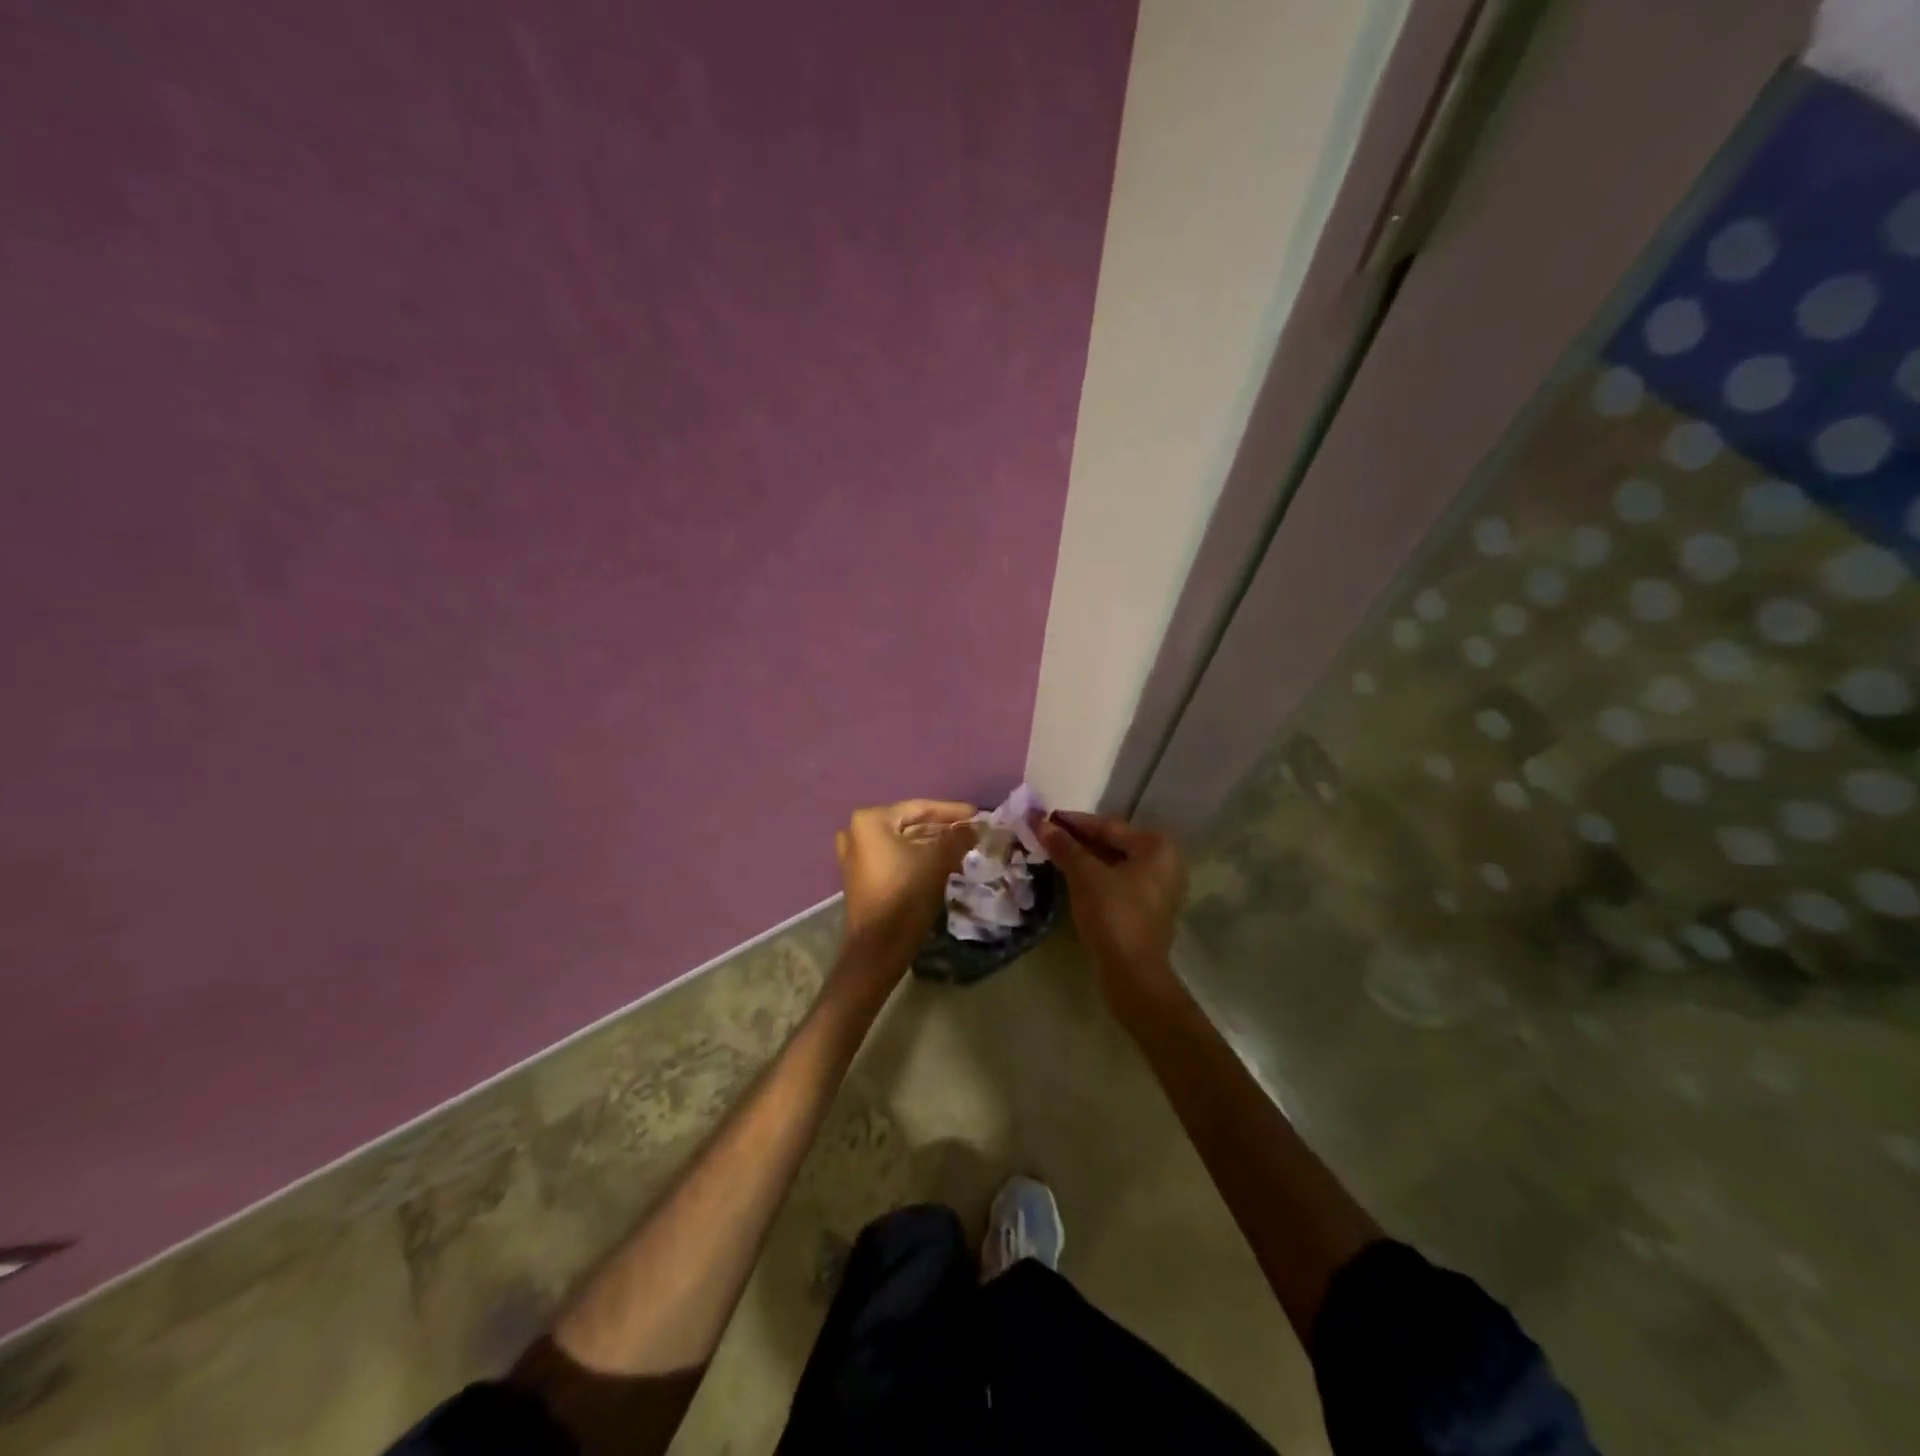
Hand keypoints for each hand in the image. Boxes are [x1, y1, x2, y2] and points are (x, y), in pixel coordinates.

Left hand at [835, 799, 976, 964]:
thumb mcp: (938, 860)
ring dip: (931, 844)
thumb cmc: (906, 894)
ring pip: (902, 842)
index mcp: (870, 820)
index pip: (918, 808)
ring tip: (962, 846)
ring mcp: (854, 856)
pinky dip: (916, 857)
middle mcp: (856, 832)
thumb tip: (973, 826)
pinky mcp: (860, 877)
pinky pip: (893, 858)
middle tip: (971, 831)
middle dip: (941, 828)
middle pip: (909, 824)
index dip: (950, 811)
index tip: (976, 815)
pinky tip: (941, 862)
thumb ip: (958, 837)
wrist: (879, 947)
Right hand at [1034, 811, 1185, 992]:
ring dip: (1084, 859)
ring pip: (1114, 864)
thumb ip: (1063, 846)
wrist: (1132, 973)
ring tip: (1053, 853)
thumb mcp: (1084, 875)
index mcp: (1156, 847)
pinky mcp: (1148, 909)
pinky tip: (1071, 877)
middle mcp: (1164, 862)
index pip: (1108, 826)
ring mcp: (1158, 888)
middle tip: (1045, 835)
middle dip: (1078, 840)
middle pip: (1113, 843)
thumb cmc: (1112, 914)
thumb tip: (1039, 821)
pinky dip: (1095, 877)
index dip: (1073, 822)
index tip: (1044, 817)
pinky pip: (1117, 882)